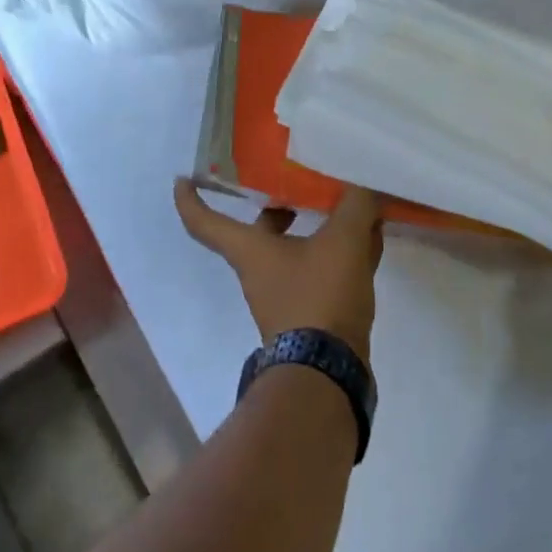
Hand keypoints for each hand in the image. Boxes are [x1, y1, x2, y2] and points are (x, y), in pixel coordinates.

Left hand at [173, 182, 384, 360]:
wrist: (328, 373)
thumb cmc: (318, 297)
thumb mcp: (341, 241)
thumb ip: (355, 205)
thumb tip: (364, 185)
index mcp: (251, 250)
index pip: (205, 221)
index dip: (190, 199)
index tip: (183, 179)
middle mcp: (260, 272)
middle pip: (261, 232)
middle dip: (279, 208)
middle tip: (299, 184)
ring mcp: (284, 296)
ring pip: (297, 251)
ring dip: (319, 230)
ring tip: (350, 208)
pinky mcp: (310, 314)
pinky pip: (321, 272)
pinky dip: (340, 254)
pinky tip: (368, 243)